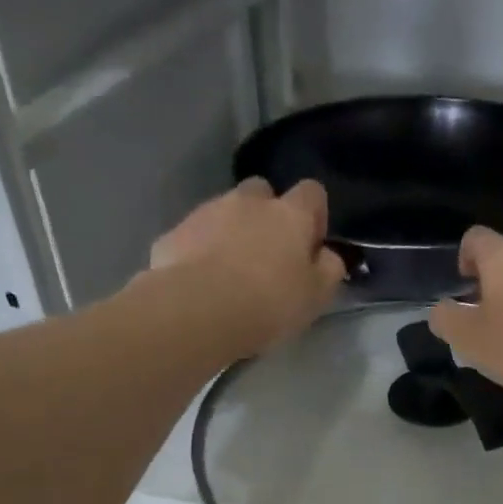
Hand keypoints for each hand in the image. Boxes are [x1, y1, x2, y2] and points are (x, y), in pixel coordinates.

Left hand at [150, 178, 345, 353]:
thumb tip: (327, 255)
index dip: (313, 215)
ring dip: (231, 231)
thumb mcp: (316, 296)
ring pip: (225, 211)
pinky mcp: (174, 233)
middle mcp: (249, 202)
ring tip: (229, 272)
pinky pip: (194, 235)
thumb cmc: (268, 303)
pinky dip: (200, 250)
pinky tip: (200, 281)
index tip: (310, 244)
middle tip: (266, 254)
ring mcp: (207, 212)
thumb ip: (328, 269)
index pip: (312, 192)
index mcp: (290, 214)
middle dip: (266, 214)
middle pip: (262, 192)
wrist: (197, 311)